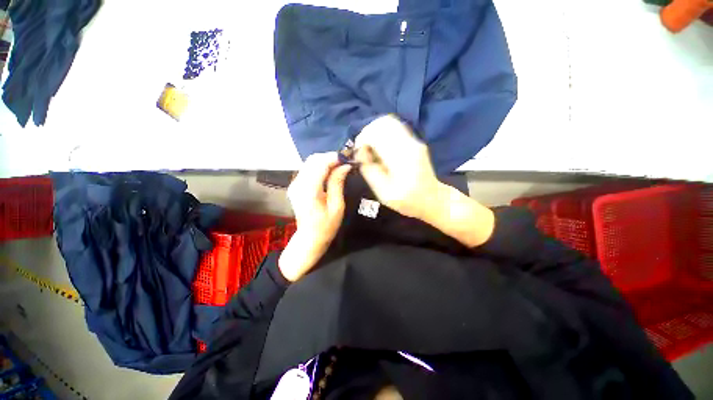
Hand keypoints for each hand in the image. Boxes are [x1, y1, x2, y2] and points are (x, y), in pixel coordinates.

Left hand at [279, 152, 350, 281]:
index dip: (334, 157)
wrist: (310, 238)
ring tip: (338, 166)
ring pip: (309, 162)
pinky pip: (307, 169)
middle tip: (344, 162)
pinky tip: (328, 172)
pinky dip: (319, 166)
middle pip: (313, 160)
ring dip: (324, 161)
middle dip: (329, 157)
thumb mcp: (337, 206)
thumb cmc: (326, 226)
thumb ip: (338, 183)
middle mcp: (298, 184)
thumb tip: (345, 166)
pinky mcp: (295, 186)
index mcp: (309, 190)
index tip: (347, 158)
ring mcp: (294, 184)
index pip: (320, 164)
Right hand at [355, 115, 494, 246]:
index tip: (358, 153)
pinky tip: (381, 150)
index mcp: (402, 157)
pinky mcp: (414, 141)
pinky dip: (383, 134)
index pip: (377, 133)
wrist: (432, 199)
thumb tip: (360, 153)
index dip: (362, 139)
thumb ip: (369, 171)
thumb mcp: (383, 193)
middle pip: (383, 122)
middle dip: (367, 133)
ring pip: (389, 122)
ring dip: (375, 132)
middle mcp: (409, 143)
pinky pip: (394, 128)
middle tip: (363, 150)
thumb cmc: (408, 201)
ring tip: (371, 149)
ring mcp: (414, 140)